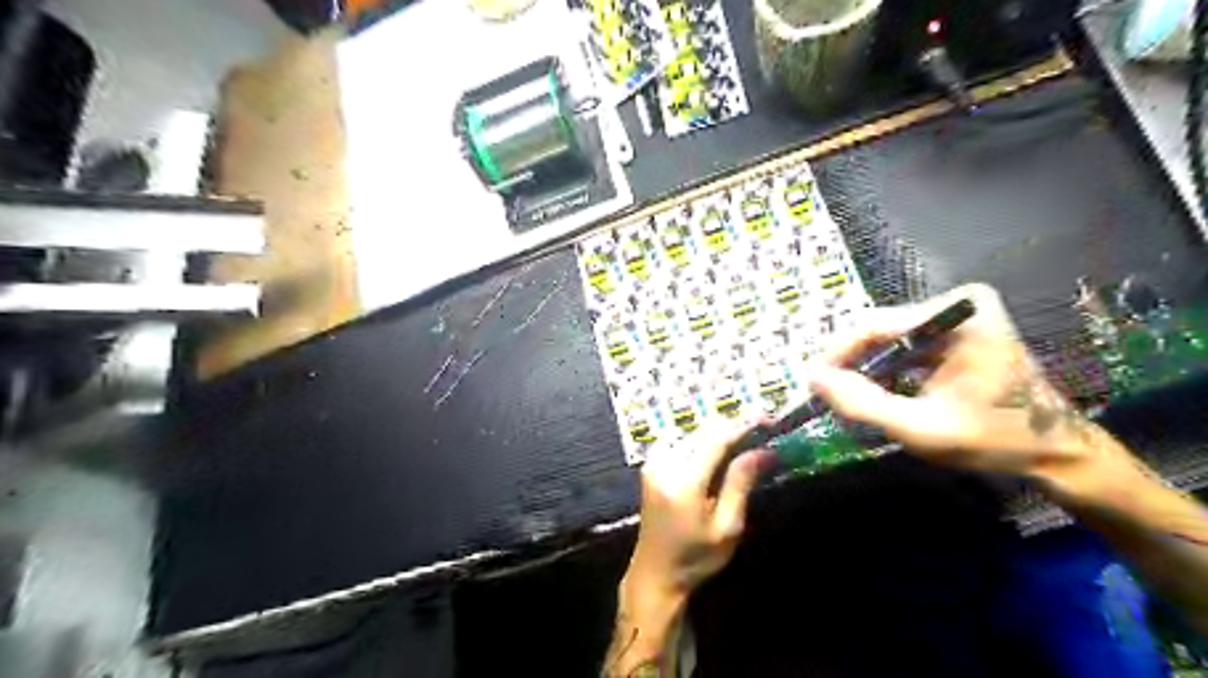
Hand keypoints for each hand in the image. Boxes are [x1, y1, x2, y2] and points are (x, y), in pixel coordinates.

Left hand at [622, 423, 773, 604]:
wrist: (655, 573)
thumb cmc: (696, 557)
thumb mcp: (727, 527)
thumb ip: (741, 483)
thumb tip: (764, 450)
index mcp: (684, 482)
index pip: (716, 438)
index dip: (743, 424)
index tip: (768, 418)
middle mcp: (664, 463)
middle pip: (703, 430)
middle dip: (733, 426)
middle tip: (761, 430)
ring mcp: (653, 462)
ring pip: (692, 431)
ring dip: (718, 432)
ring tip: (745, 441)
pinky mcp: (651, 463)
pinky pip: (681, 439)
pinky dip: (702, 439)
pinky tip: (717, 451)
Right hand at [806, 283, 1138, 494]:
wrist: (1059, 452)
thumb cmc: (996, 440)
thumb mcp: (922, 429)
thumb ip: (863, 403)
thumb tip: (812, 378)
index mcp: (958, 314)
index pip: (874, 325)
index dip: (836, 354)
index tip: (812, 383)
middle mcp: (956, 303)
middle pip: (879, 330)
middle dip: (850, 364)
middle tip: (828, 396)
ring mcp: (957, 315)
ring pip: (887, 339)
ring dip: (865, 369)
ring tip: (848, 399)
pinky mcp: (956, 331)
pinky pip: (903, 347)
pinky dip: (885, 372)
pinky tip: (878, 395)